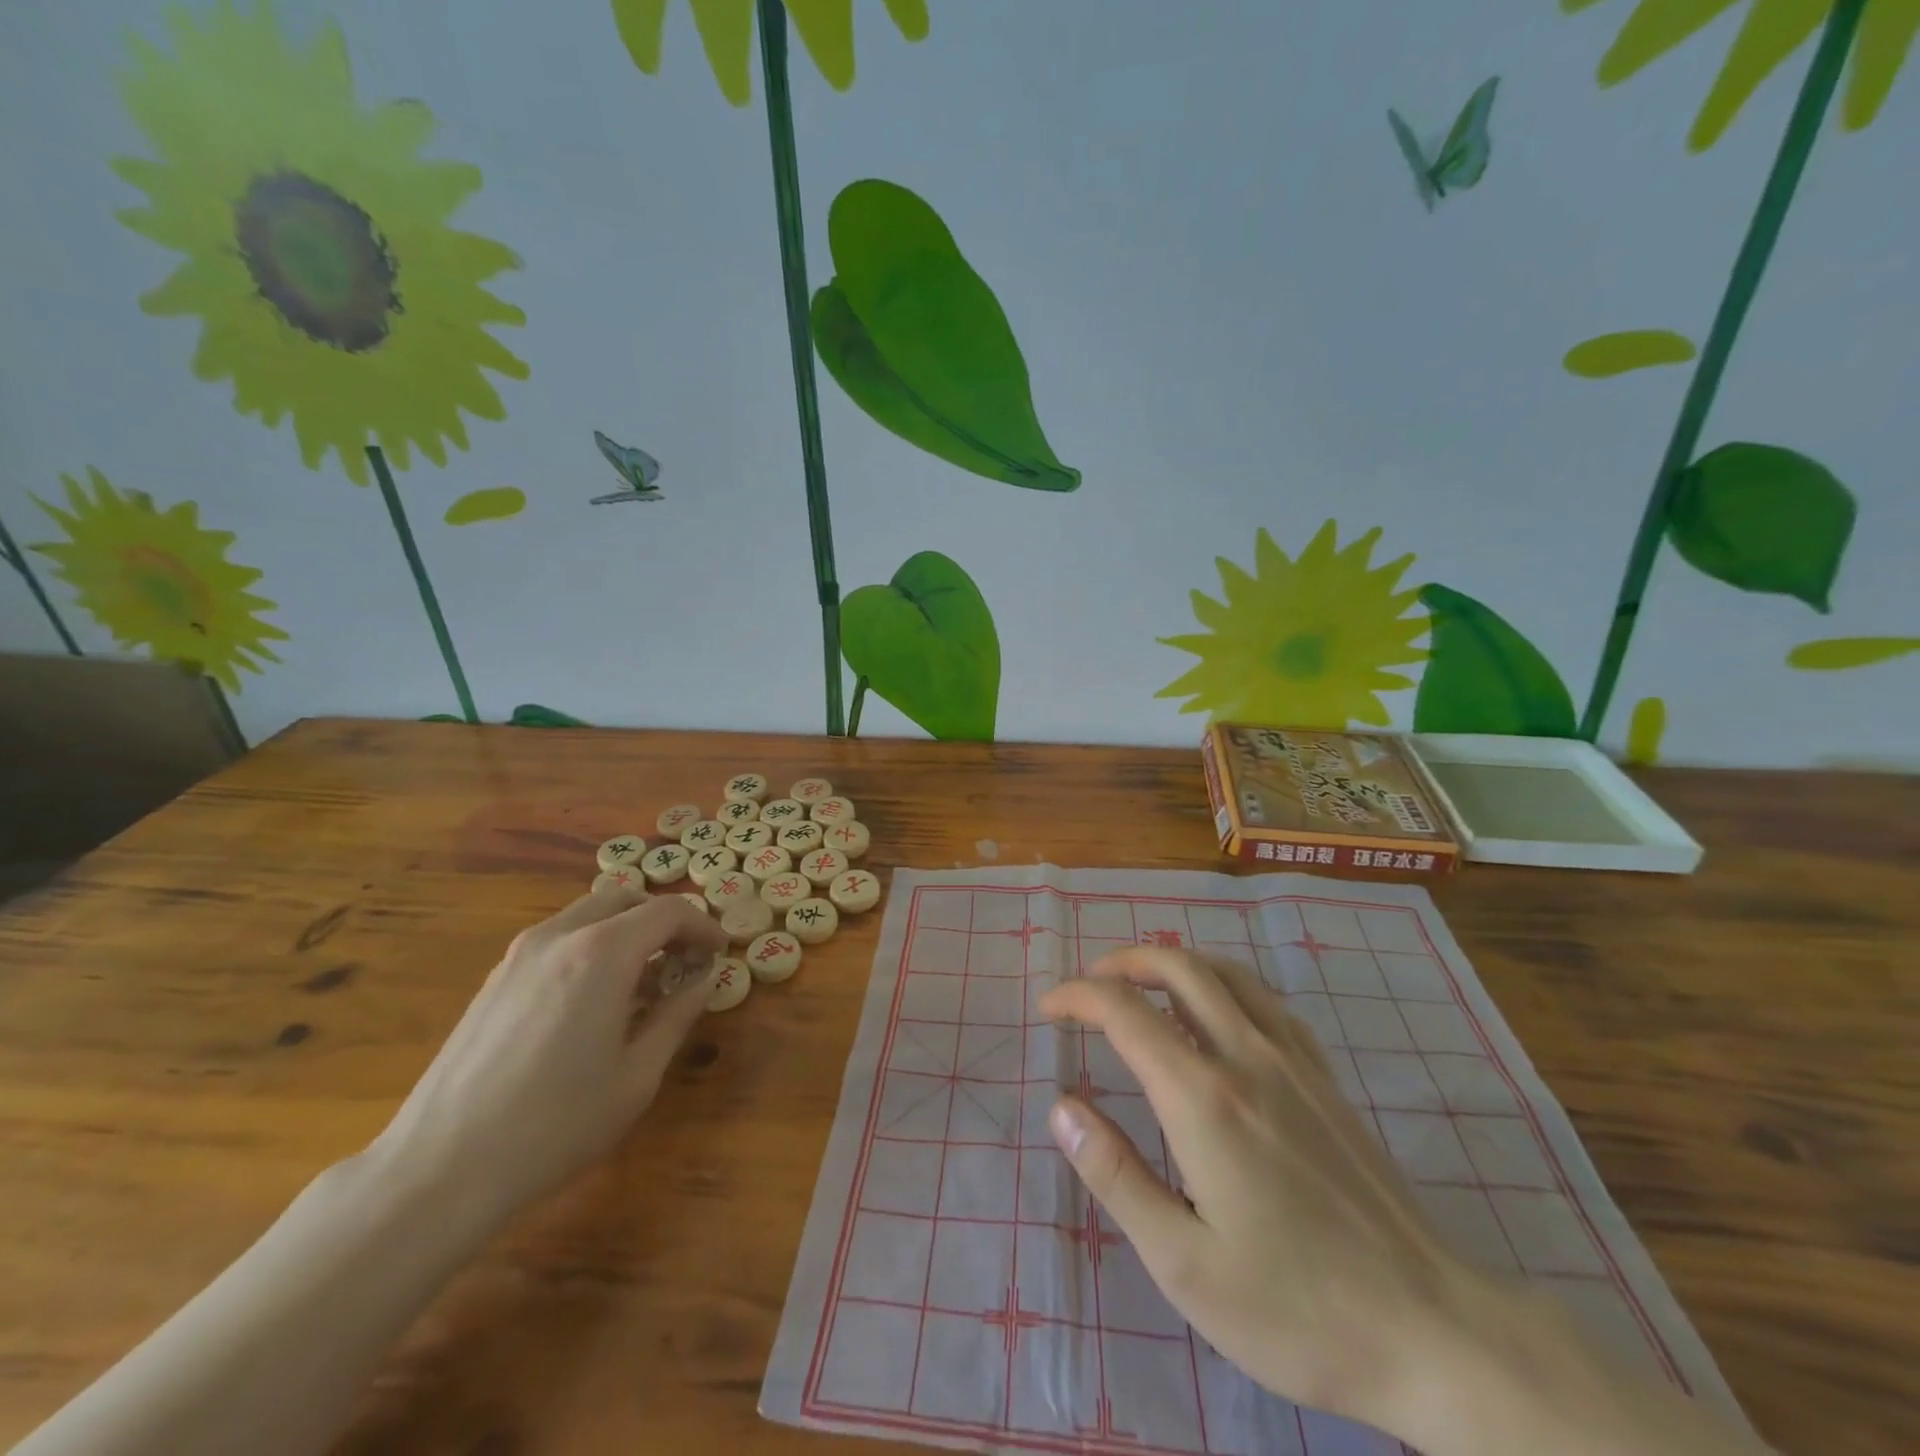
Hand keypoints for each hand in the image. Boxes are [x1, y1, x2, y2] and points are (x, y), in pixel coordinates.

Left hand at [370, 888, 726, 1232]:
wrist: (439, 1170)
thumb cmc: (555, 1125)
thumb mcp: (638, 1075)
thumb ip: (678, 1015)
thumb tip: (704, 980)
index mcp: (603, 952)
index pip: (668, 911)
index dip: (703, 927)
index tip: (719, 954)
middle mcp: (560, 936)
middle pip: (626, 899)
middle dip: (665, 920)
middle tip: (686, 959)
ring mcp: (520, 954)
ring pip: (589, 914)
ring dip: (627, 931)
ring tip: (644, 981)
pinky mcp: (496, 978)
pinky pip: (559, 938)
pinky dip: (593, 946)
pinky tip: (596, 999)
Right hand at [1041, 950, 1775, 1455]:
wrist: (1432, 1329)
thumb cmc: (1295, 1308)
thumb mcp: (1184, 1263)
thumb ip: (1115, 1176)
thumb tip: (1062, 1108)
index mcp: (1203, 1098)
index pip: (1124, 1011)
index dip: (1077, 996)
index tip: (1048, 1008)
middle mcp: (1246, 1057)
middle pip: (1178, 968)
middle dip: (1123, 961)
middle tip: (1089, 983)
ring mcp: (1293, 1061)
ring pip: (1225, 972)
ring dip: (1173, 962)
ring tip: (1141, 982)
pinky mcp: (1325, 1077)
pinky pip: (1265, 999)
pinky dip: (1223, 982)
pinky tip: (1217, 1010)